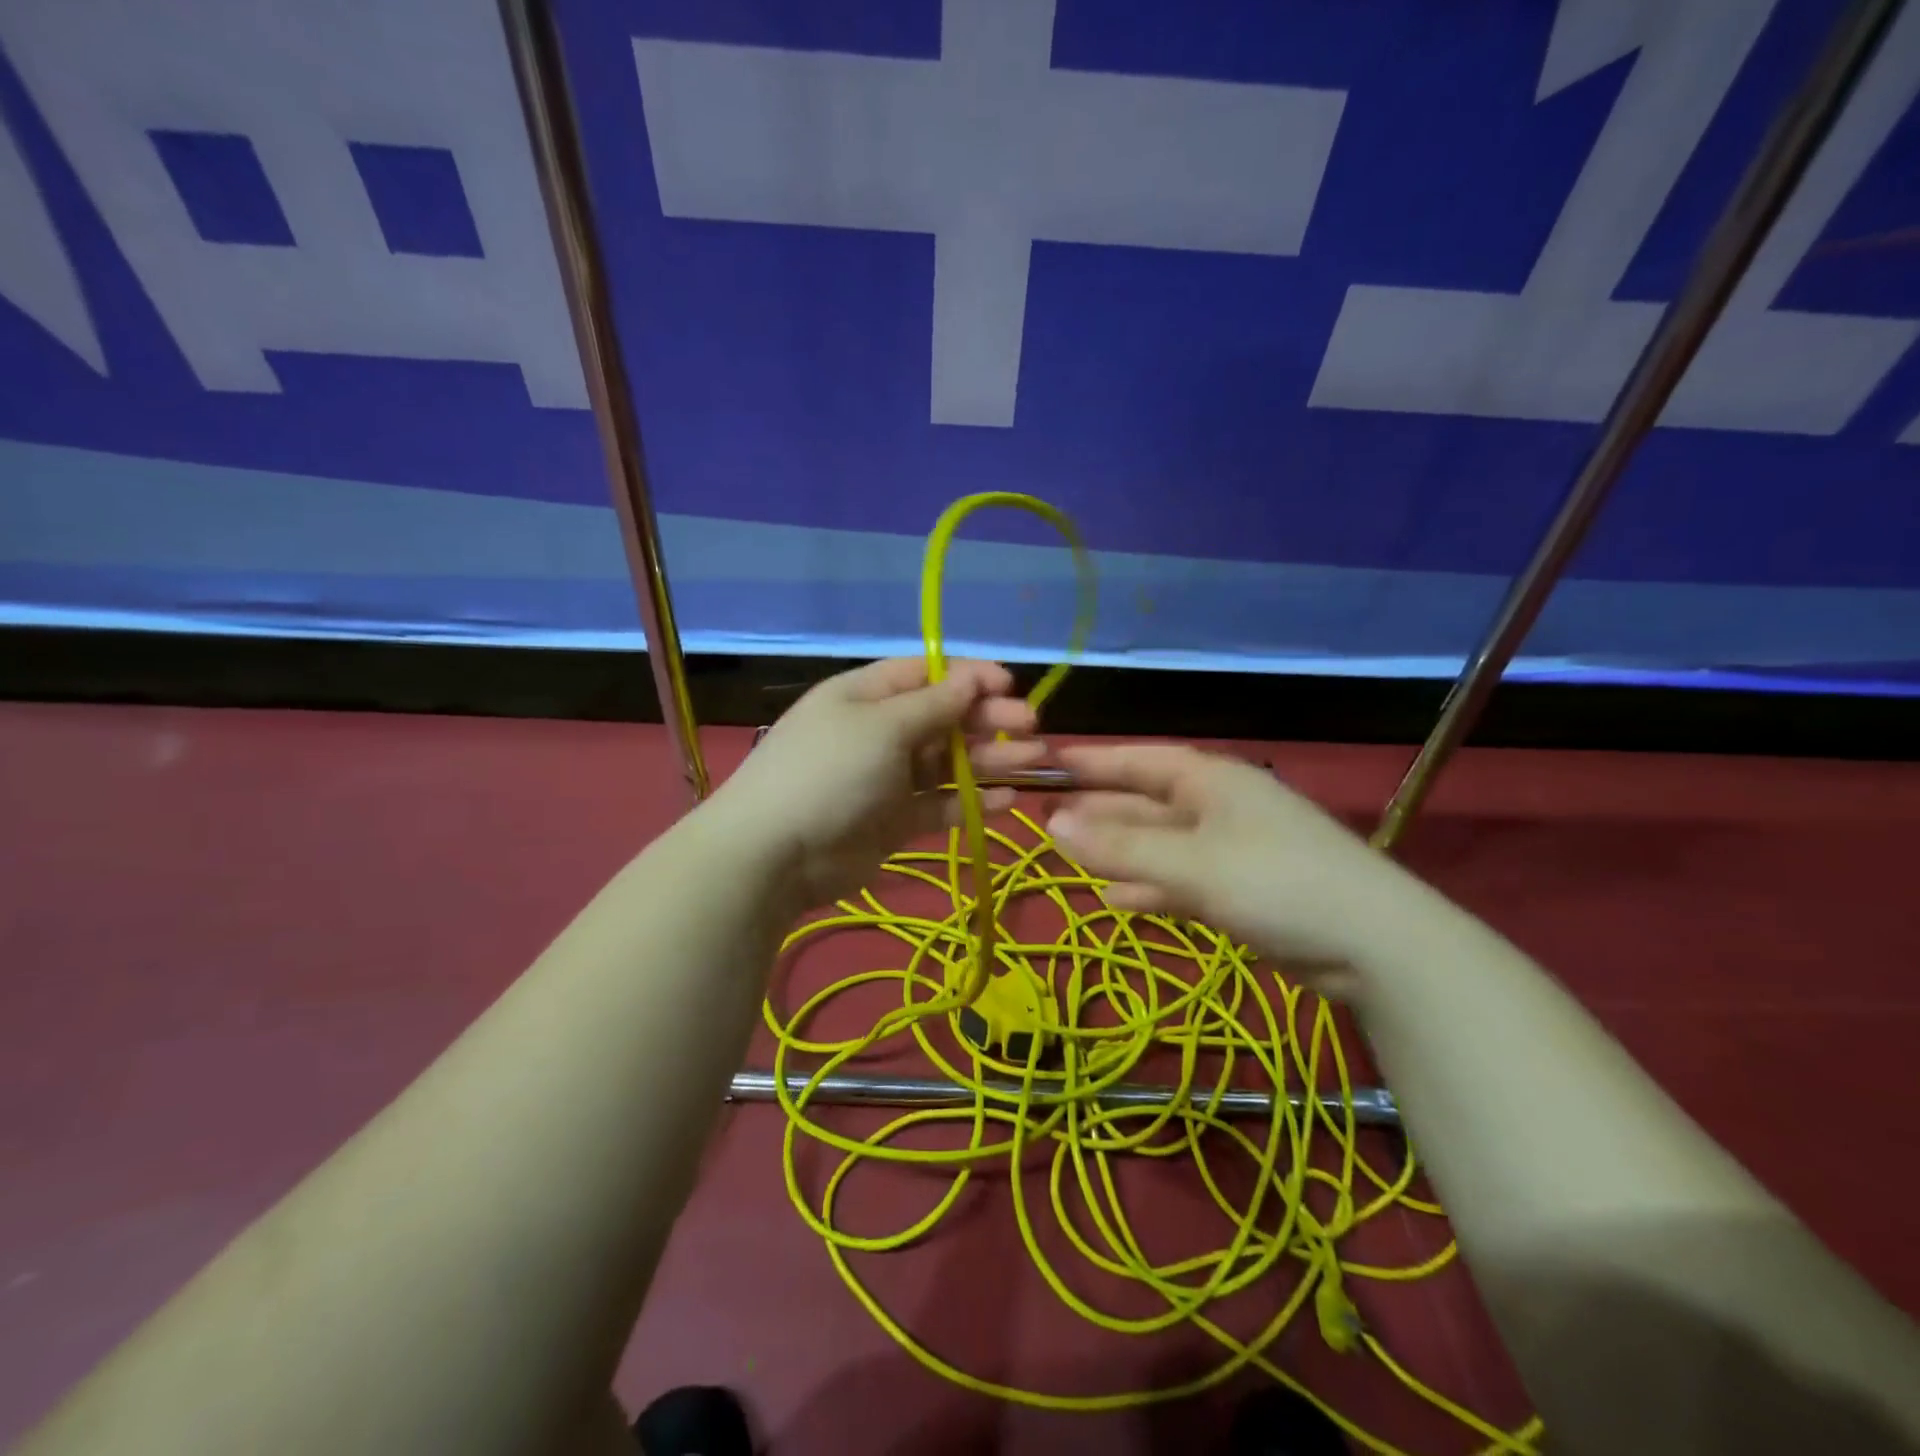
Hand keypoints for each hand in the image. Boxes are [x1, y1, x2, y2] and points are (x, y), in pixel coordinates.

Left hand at [711, 658, 1043, 909]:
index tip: (1011, 684)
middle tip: (1032, 727)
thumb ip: (933, 705)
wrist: (774, 855)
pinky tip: (1009, 800)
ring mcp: (887, 778)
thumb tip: (972, 676)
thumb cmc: (829, 772)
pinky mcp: (895, 820)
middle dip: (989, 719)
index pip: (926, 674)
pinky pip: (940, 804)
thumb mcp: (882, 727)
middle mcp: (880, 731)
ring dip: (991, 759)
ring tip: (1035, 761)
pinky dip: (973, 801)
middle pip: (944, 717)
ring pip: (949, 762)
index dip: (969, 676)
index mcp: (867, 695)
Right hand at [1047, 744, 1414, 995]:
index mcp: (1211, 780)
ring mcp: (1232, 850)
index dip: (1094, 761)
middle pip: (1147, 802)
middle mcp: (1219, 806)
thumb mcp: (1190, 864)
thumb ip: (1120, 847)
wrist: (1374, 946)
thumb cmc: (1275, 882)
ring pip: (1161, 844)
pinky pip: (1180, 880)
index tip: (1049, 762)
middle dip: (1100, 811)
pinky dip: (1148, 887)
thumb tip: (1050, 824)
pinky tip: (1115, 899)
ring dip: (1119, 852)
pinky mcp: (1242, 890)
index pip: (1140, 759)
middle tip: (1048, 819)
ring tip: (1070, 859)